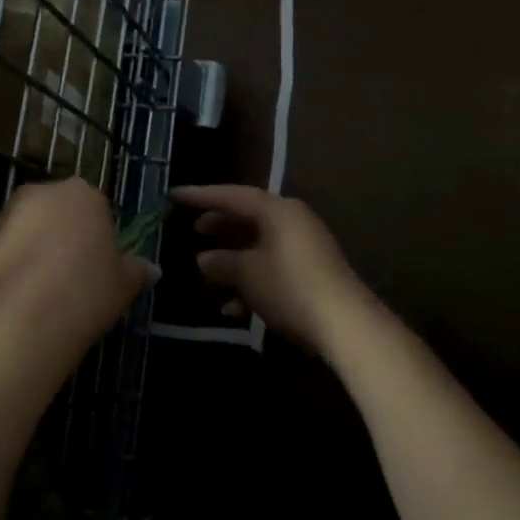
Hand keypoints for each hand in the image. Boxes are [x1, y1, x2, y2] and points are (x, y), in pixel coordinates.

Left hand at [0, 178, 155, 389]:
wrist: (16, 326)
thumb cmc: (83, 295)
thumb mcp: (124, 286)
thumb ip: (136, 270)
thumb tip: (150, 268)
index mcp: (81, 194)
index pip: (95, 207)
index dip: (98, 237)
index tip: (98, 267)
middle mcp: (38, 194)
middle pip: (55, 212)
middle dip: (61, 237)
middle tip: (71, 279)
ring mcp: (0, 217)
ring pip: (23, 230)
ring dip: (31, 251)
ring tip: (39, 297)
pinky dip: (4, 269)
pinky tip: (13, 303)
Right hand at [172, 185, 371, 358]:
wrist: (345, 324)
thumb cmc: (290, 287)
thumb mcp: (248, 273)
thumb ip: (222, 262)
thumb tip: (204, 258)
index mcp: (277, 210)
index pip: (232, 195)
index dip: (201, 196)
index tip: (174, 195)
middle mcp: (292, 221)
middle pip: (248, 217)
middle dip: (220, 227)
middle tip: (194, 231)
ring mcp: (304, 247)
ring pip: (259, 245)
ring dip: (233, 260)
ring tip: (208, 274)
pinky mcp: (311, 273)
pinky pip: (273, 266)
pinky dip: (252, 280)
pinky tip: (233, 308)